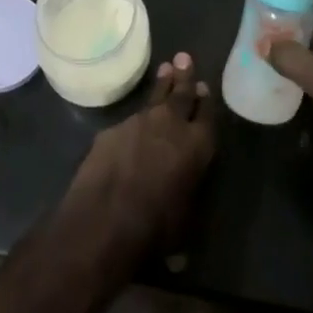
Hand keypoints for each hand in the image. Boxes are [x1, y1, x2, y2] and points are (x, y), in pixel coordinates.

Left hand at [63, 53, 216, 257]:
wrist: (104, 219)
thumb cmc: (153, 229)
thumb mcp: (181, 227)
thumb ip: (183, 214)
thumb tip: (181, 254)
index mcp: (198, 146)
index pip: (209, 116)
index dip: (207, 102)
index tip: (206, 87)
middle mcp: (173, 125)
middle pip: (183, 93)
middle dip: (186, 76)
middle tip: (185, 57)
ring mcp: (140, 122)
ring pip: (156, 96)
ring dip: (162, 84)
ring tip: (166, 68)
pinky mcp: (113, 128)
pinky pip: (129, 120)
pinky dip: (135, 120)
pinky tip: (131, 125)